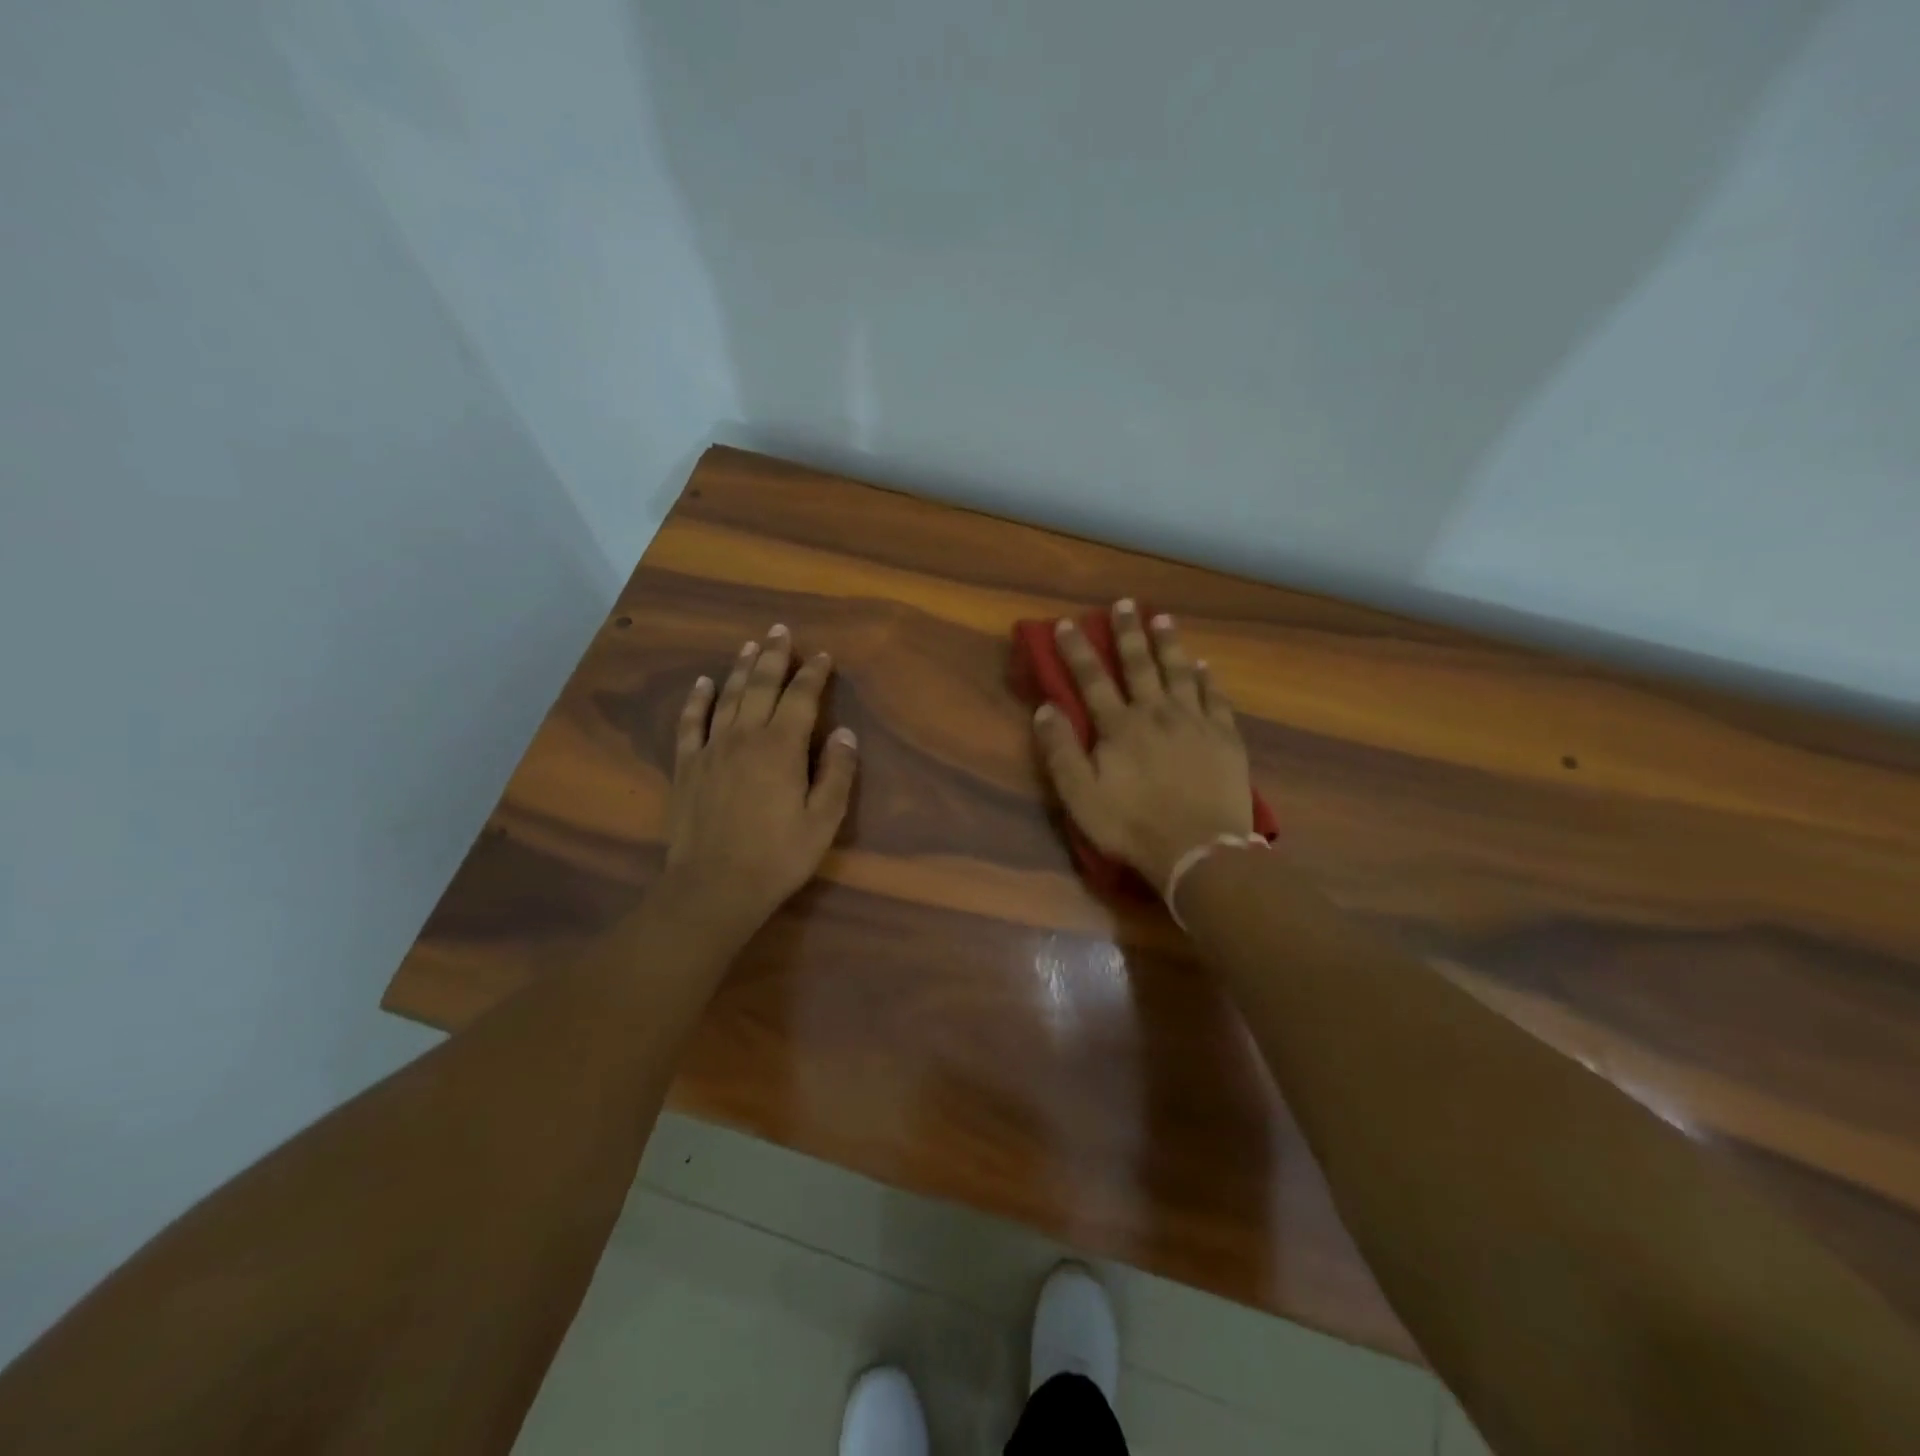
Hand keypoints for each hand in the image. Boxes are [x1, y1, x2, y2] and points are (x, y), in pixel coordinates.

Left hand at [660, 624, 857, 937]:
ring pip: (727, 697)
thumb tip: (846, 734)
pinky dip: (697, 700)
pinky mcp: (687, 767)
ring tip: (750, 644)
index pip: (801, 698)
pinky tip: (702, 683)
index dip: (813, 674)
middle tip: (781, 630)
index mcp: (782, 747)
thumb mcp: (823, 820)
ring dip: (740, 668)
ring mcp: (711, 749)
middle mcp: (745, 737)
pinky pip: (690, 723)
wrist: (714, 886)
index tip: (823, 656)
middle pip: (761, 686)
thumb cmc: (778, 856)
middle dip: (774, 656)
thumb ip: (837, 774)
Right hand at [1033, 601, 1252, 890]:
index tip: (1068, 623)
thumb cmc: (1132, 826)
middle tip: (1124, 604)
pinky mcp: (1225, 737)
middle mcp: (1157, 713)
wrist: (1199, 849)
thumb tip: (1045, 708)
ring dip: (1169, 644)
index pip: (1093, 679)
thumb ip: (1061, 751)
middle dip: (1128, 633)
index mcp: (1120, 727)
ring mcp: (1195, 722)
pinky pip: (1216, 698)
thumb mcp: (1081, 796)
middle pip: (1140, 664)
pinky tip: (1205, 666)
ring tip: (1162, 618)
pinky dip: (1208, 679)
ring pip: (1180, 672)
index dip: (1078, 650)